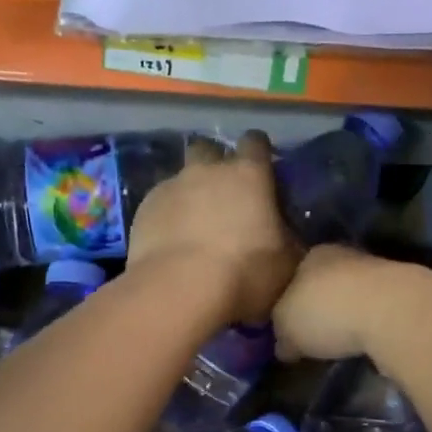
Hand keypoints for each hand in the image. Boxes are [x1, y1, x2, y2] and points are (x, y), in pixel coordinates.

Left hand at [127, 131, 297, 323]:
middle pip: (209, 148)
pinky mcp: (143, 209)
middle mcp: (207, 170)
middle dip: (215, 162)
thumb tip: (287, 237)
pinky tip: (172, 242)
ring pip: (182, 177)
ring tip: (195, 224)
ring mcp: (171, 186)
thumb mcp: (286, 262)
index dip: (259, 152)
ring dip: (190, 193)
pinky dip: (168, 216)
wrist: (179, 290)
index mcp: (248, 174)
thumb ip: (287, 239)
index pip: (256, 141)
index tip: (263, 169)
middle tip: (224, 193)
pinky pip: (160, 203)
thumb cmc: (244, 272)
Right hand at [271, 245, 414, 362]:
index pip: (294, 276)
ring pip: (354, 295)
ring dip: (348, 315)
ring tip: (340, 342)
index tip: (288, 325)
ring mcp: (378, 272)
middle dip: (320, 306)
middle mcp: (345, 255)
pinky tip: (366, 341)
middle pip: (325, 284)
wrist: (390, 311)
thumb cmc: (326, 311)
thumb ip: (282, 334)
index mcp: (312, 254)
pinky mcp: (402, 294)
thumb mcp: (286, 327)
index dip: (289, 302)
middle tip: (313, 335)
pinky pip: (376, 311)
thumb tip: (284, 346)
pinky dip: (370, 324)